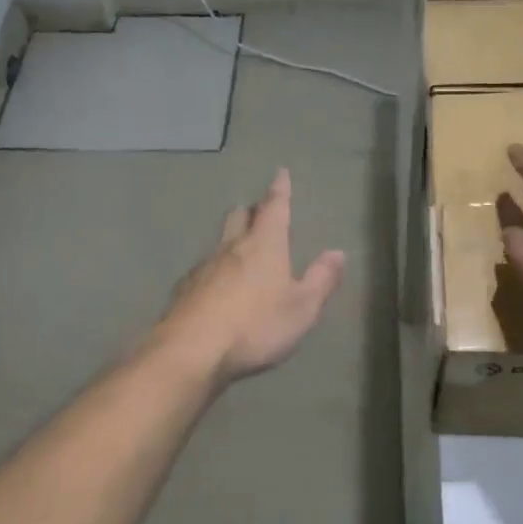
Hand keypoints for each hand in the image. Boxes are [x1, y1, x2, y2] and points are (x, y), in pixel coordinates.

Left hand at [157, 168, 345, 385]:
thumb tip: (337, 253)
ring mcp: (204, 267)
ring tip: (239, 246)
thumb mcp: (302, 307)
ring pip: (219, 242)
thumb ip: (321, 279)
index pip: (274, 208)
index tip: (280, 173)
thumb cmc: (255, 326)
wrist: (191, 350)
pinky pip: (203, 269)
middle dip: (251, 210)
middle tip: (259, 210)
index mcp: (264, 245)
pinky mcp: (185, 290)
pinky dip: (214, 269)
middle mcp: (232, 247)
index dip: (280, 190)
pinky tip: (215, 284)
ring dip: (231, 238)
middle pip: (240, 217)